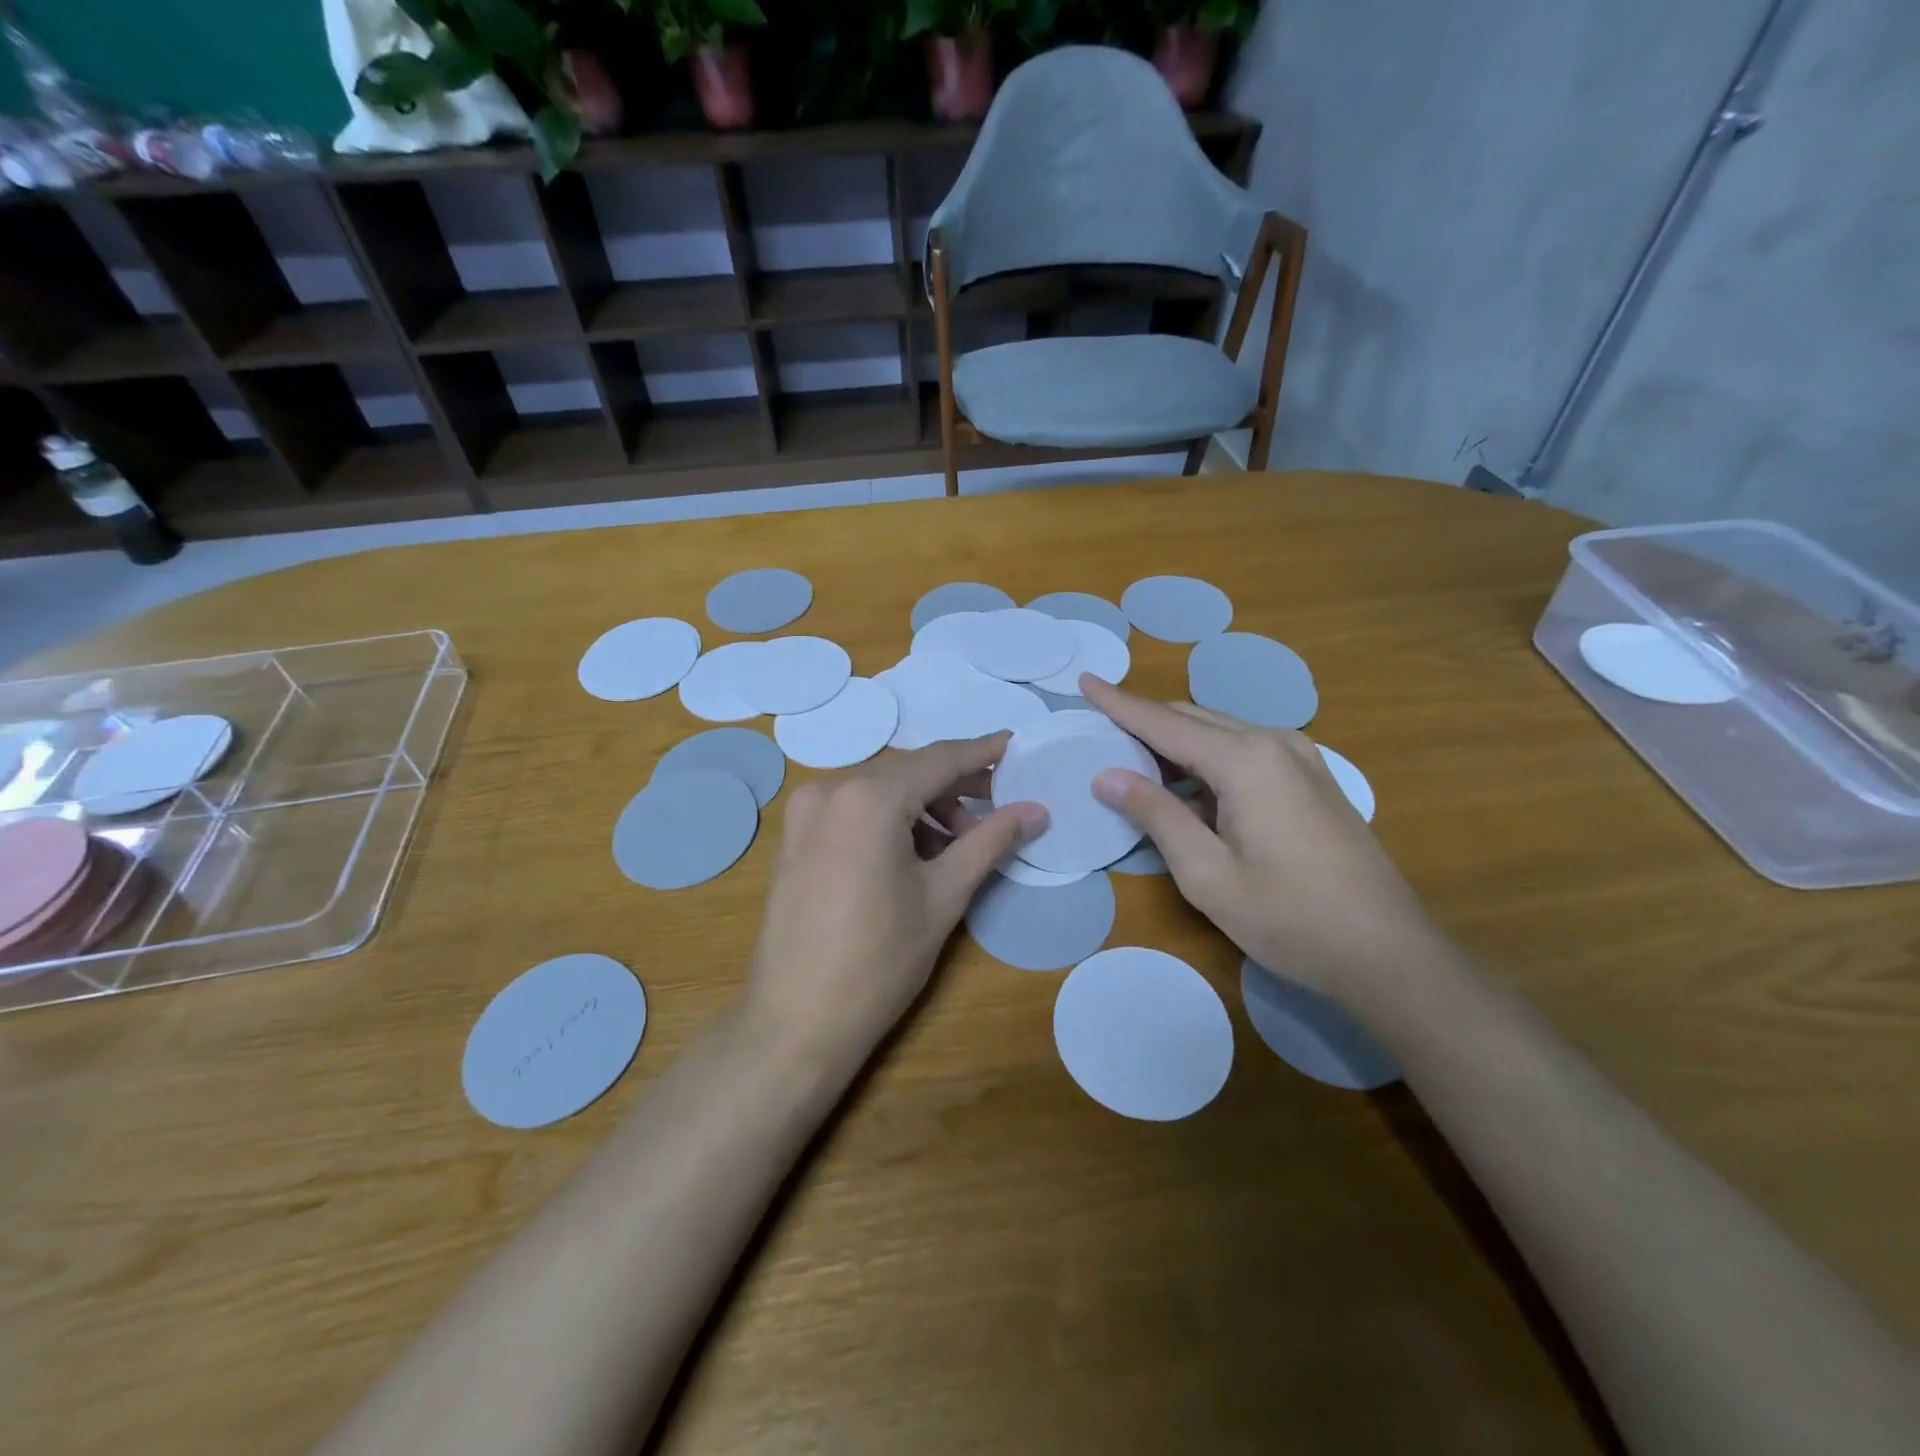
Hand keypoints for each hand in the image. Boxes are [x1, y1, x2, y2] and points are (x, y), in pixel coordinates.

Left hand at [743, 734, 1046, 1069]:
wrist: (796, 1022)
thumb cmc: (880, 959)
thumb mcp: (944, 896)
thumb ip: (991, 841)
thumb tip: (1037, 810)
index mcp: (868, 798)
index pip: (938, 760)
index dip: (981, 752)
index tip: (1014, 745)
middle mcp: (830, 790)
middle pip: (906, 773)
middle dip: (953, 786)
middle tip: (996, 808)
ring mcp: (804, 814)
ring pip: (878, 791)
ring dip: (921, 806)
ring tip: (957, 845)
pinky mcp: (794, 838)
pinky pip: (852, 811)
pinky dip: (888, 820)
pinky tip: (913, 854)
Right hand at [1081, 677, 1440, 1000]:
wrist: (1389, 952)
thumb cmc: (1289, 917)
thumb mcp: (1207, 874)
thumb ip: (1155, 815)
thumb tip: (1106, 775)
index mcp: (1245, 760)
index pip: (1163, 722)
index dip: (1119, 703)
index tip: (1085, 681)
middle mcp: (1274, 742)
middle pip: (1192, 719)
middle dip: (1144, 723)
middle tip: (1100, 736)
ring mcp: (1300, 757)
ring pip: (1220, 733)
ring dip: (1175, 743)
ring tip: (1133, 764)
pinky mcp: (1312, 777)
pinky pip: (1245, 751)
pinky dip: (1206, 760)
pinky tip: (1188, 788)